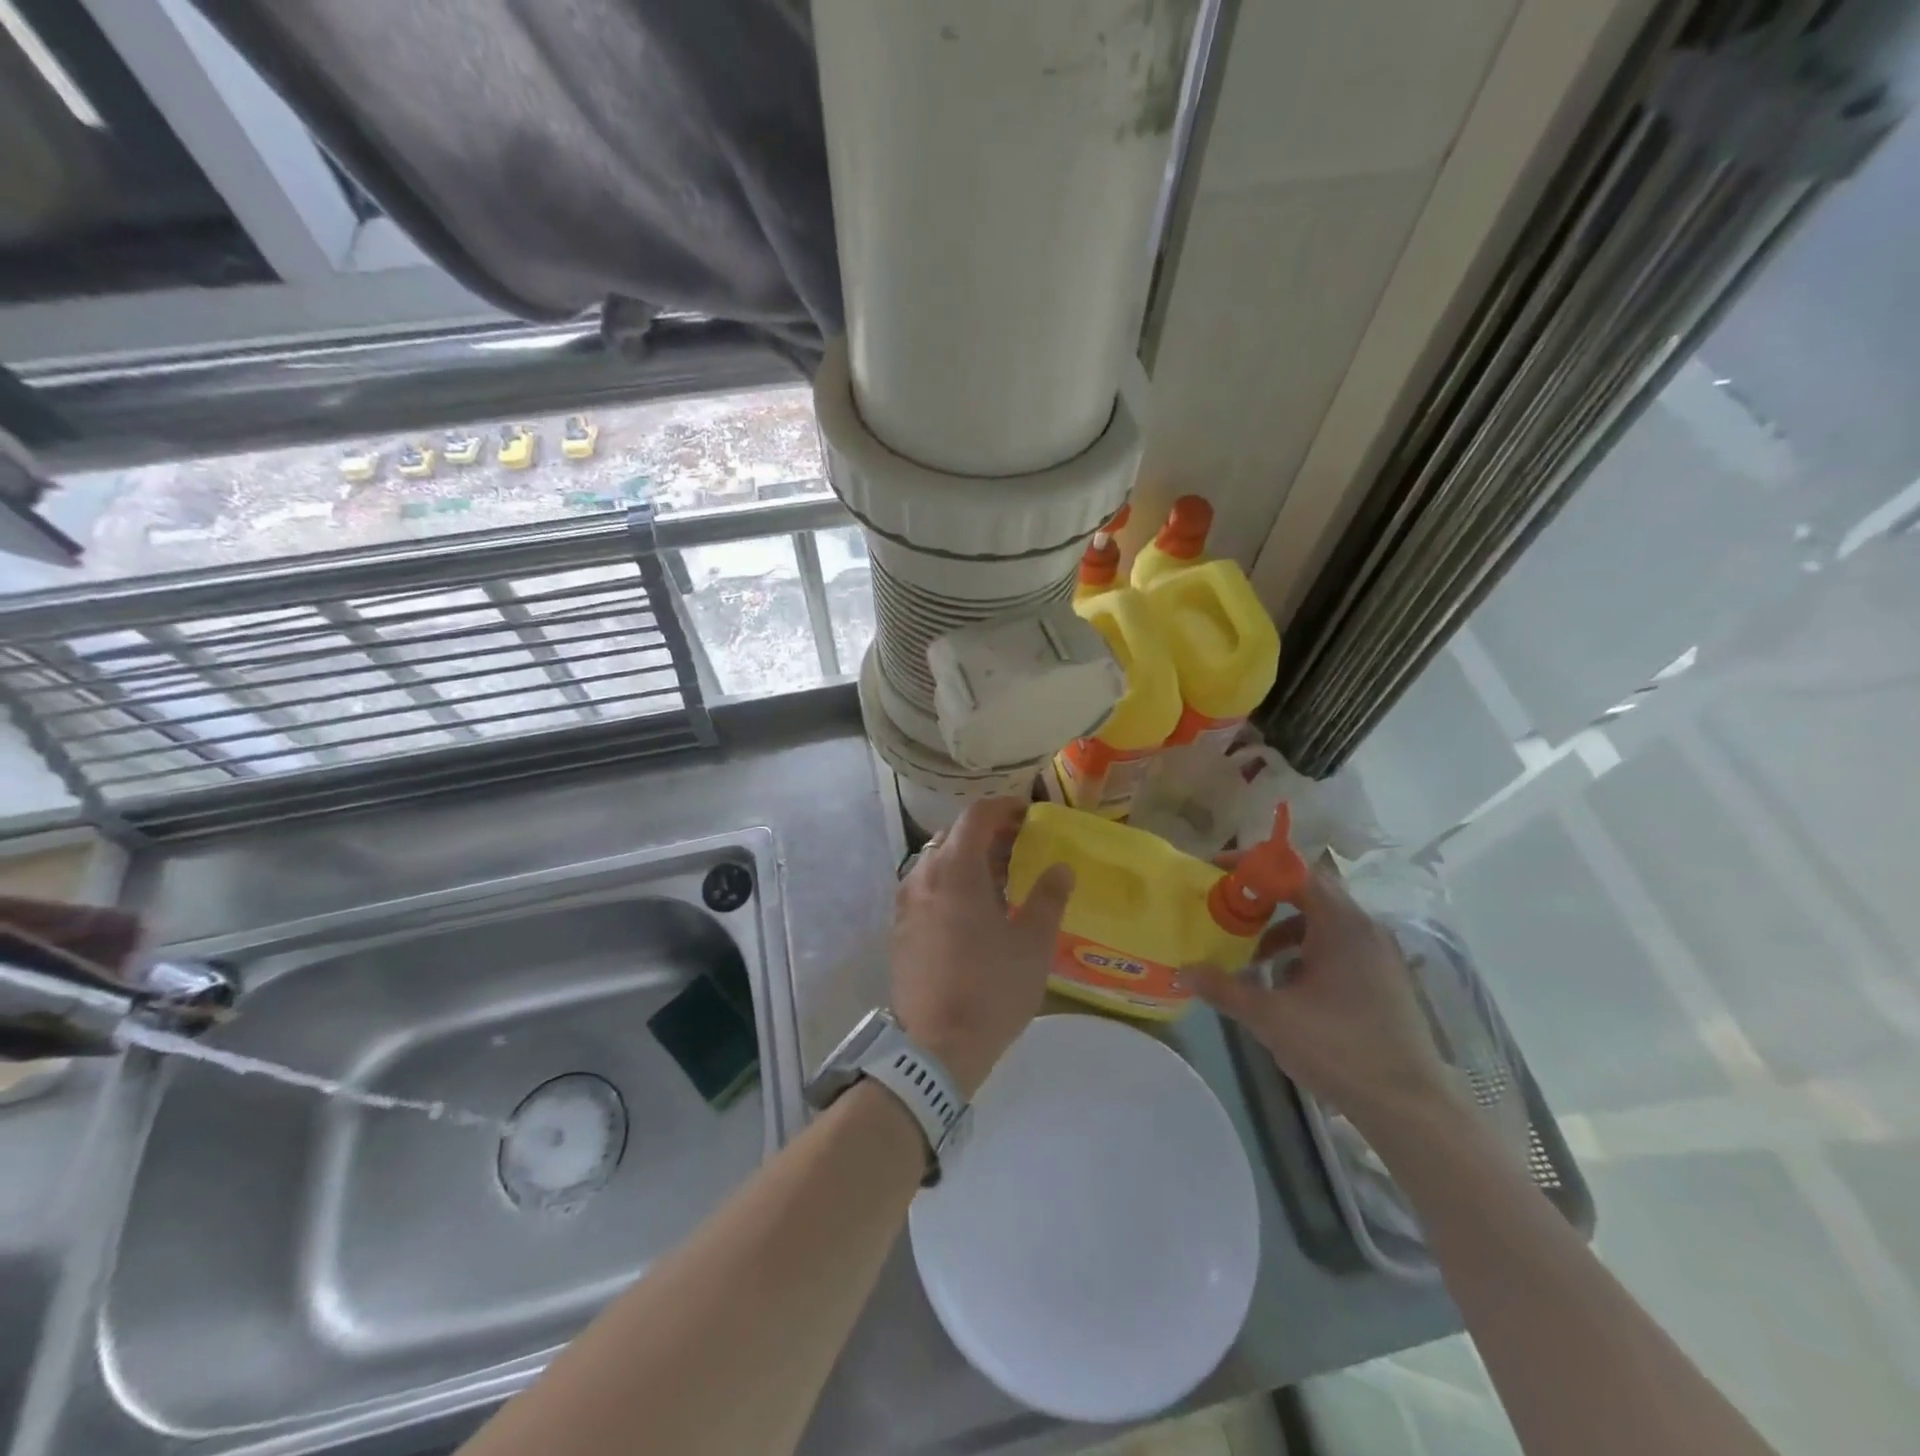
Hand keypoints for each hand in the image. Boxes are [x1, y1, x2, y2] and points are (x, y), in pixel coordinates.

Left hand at [889, 798, 1073, 1098]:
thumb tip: (1060, 867)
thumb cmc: (991, 989)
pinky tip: (973, 910)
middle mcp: (923, 874)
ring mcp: (906, 901)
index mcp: (955, 869)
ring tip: (1001, 880)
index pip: (976, 815)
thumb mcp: (1033, 944)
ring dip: (969, 859)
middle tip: (1021, 848)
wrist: (934, 1047)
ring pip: (938, 861)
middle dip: (989, 833)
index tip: (1030, 815)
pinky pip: (927, 886)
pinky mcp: (900, 926)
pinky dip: (951, 882)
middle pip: (954, 835)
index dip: (1005, 807)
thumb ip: (1048, 897)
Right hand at [1183, 869, 1453, 1136]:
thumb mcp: (1270, 1018)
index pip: (1293, 871)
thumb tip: (1184, 971)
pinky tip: (1286, 985)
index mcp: (1341, 924)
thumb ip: (1224, 989)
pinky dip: (1305, 951)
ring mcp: (1378, 954)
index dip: (1253, 865)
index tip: (1217, 872)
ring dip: (1282, 928)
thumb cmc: (1339, 1049)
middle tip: (1228, 908)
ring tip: (1253, 956)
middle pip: (1308, 891)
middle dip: (1264, 896)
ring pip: (1322, 921)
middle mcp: (1364, 928)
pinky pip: (1337, 945)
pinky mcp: (1383, 979)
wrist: (1410, 1108)